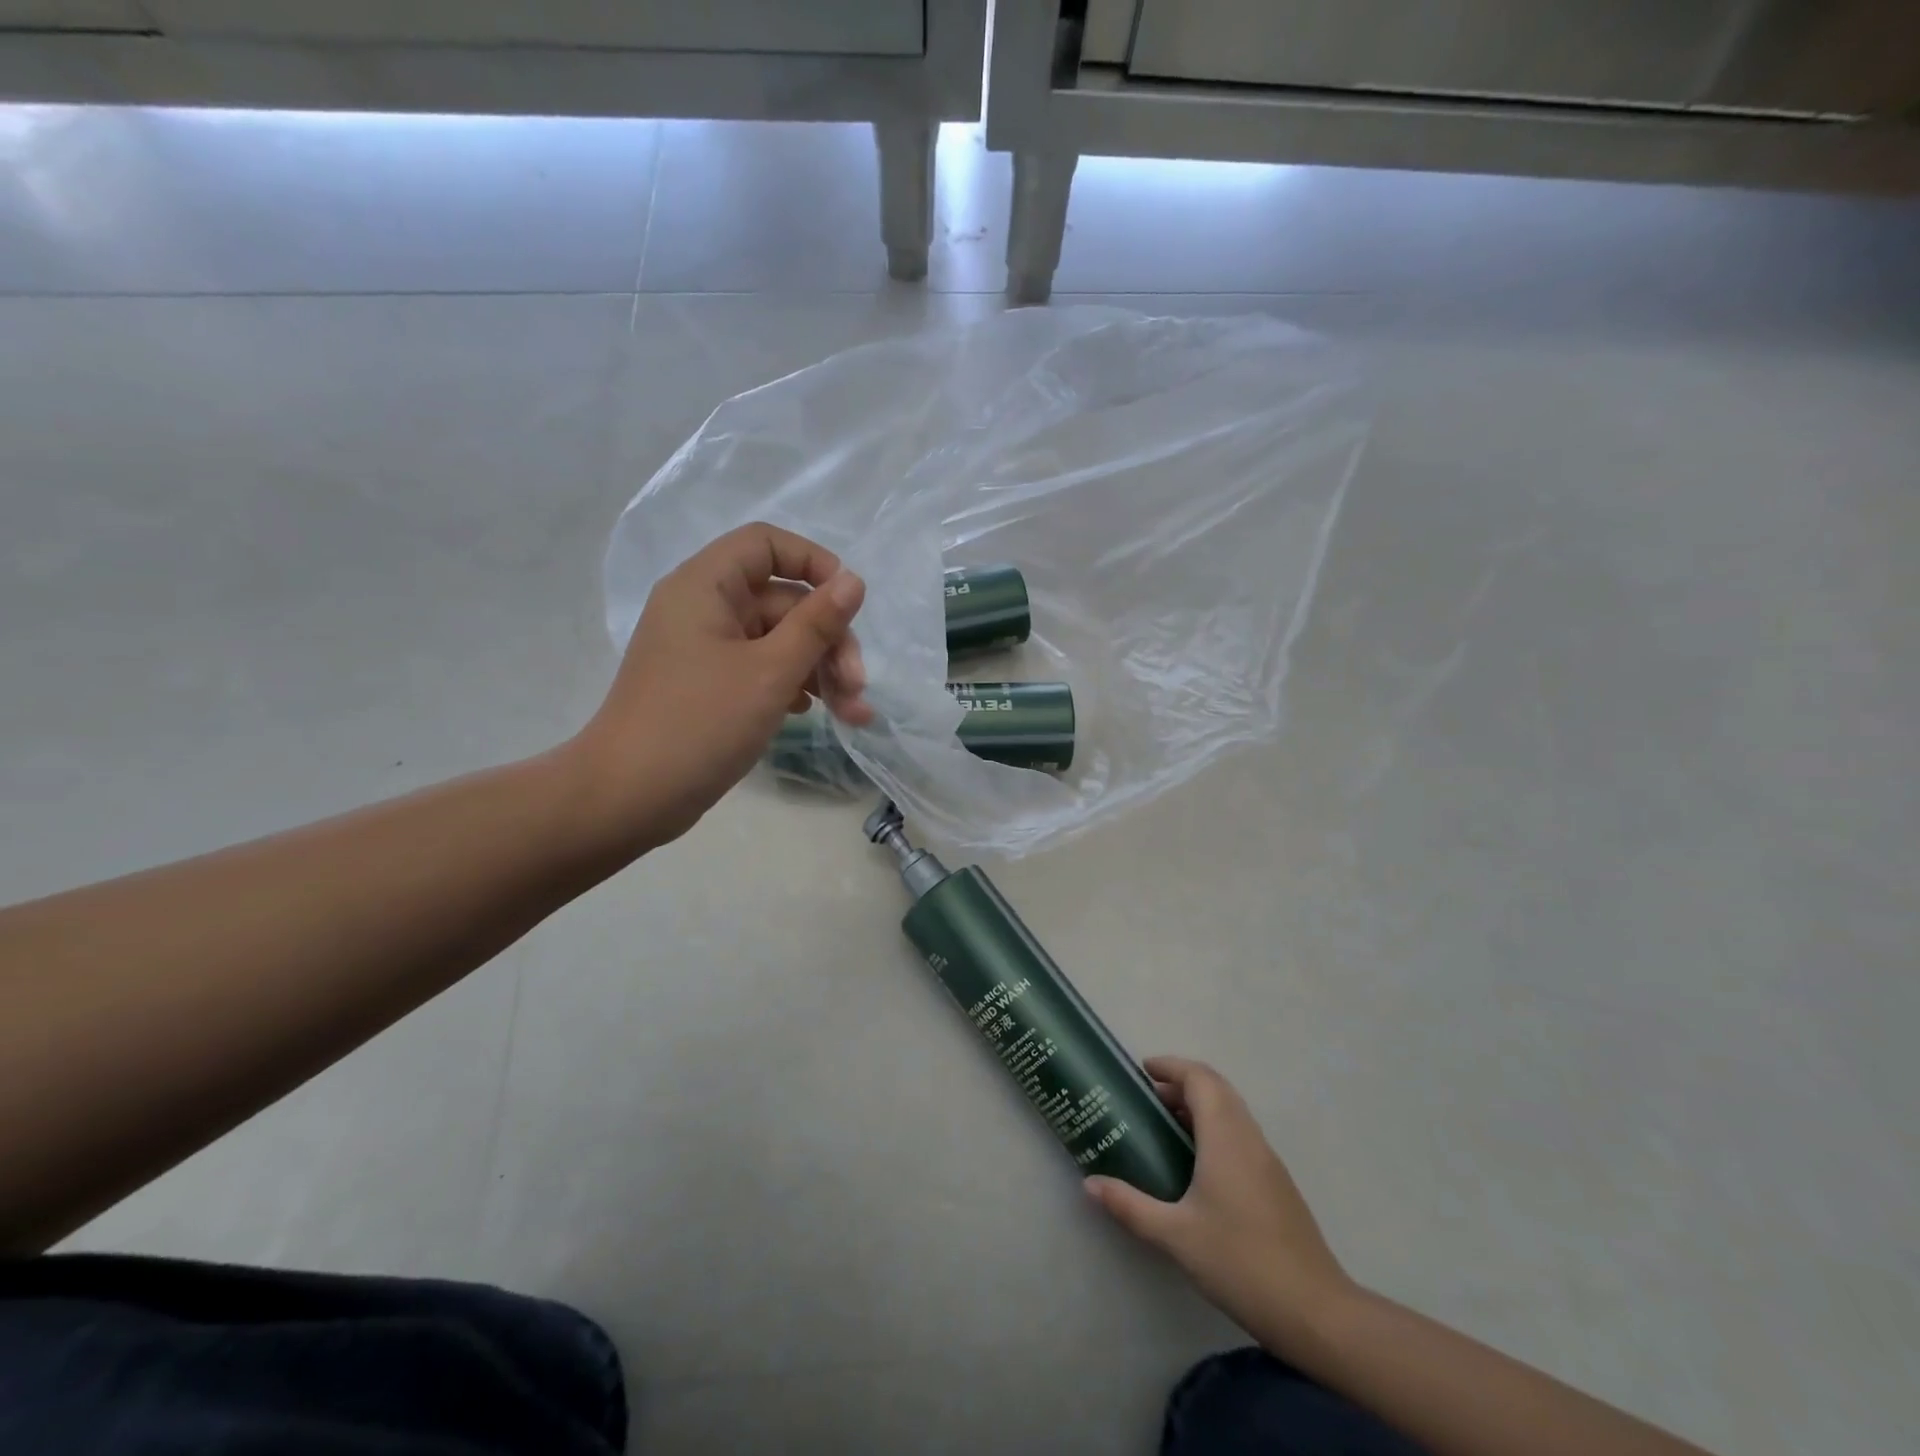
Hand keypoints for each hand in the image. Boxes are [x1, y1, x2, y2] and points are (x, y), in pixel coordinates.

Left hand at [571, 523, 871, 847]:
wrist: (628, 797)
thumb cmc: (700, 724)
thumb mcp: (771, 672)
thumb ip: (817, 624)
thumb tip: (854, 580)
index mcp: (705, 586)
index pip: (766, 544)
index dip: (813, 563)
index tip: (849, 602)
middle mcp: (703, 608)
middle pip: (783, 601)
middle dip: (828, 641)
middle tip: (858, 687)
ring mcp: (705, 649)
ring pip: (777, 640)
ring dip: (819, 670)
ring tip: (853, 715)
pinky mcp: (709, 685)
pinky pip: (761, 668)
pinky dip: (792, 685)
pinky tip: (814, 713)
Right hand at [1086, 1056, 1356, 1356]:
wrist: (1316, 1313)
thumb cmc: (1240, 1262)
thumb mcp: (1175, 1235)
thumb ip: (1130, 1205)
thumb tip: (1090, 1184)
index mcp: (1225, 1136)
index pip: (1200, 1078)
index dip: (1171, 1066)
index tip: (1142, 1070)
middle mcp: (1249, 1137)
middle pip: (1217, 1088)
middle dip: (1182, 1084)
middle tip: (1148, 1099)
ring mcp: (1268, 1160)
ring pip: (1232, 1111)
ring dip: (1200, 1106)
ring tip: (1165, 1128)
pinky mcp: (1277, 1183)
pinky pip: (1241, 1135)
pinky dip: (1215, 1129)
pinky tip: (1196, 1165)